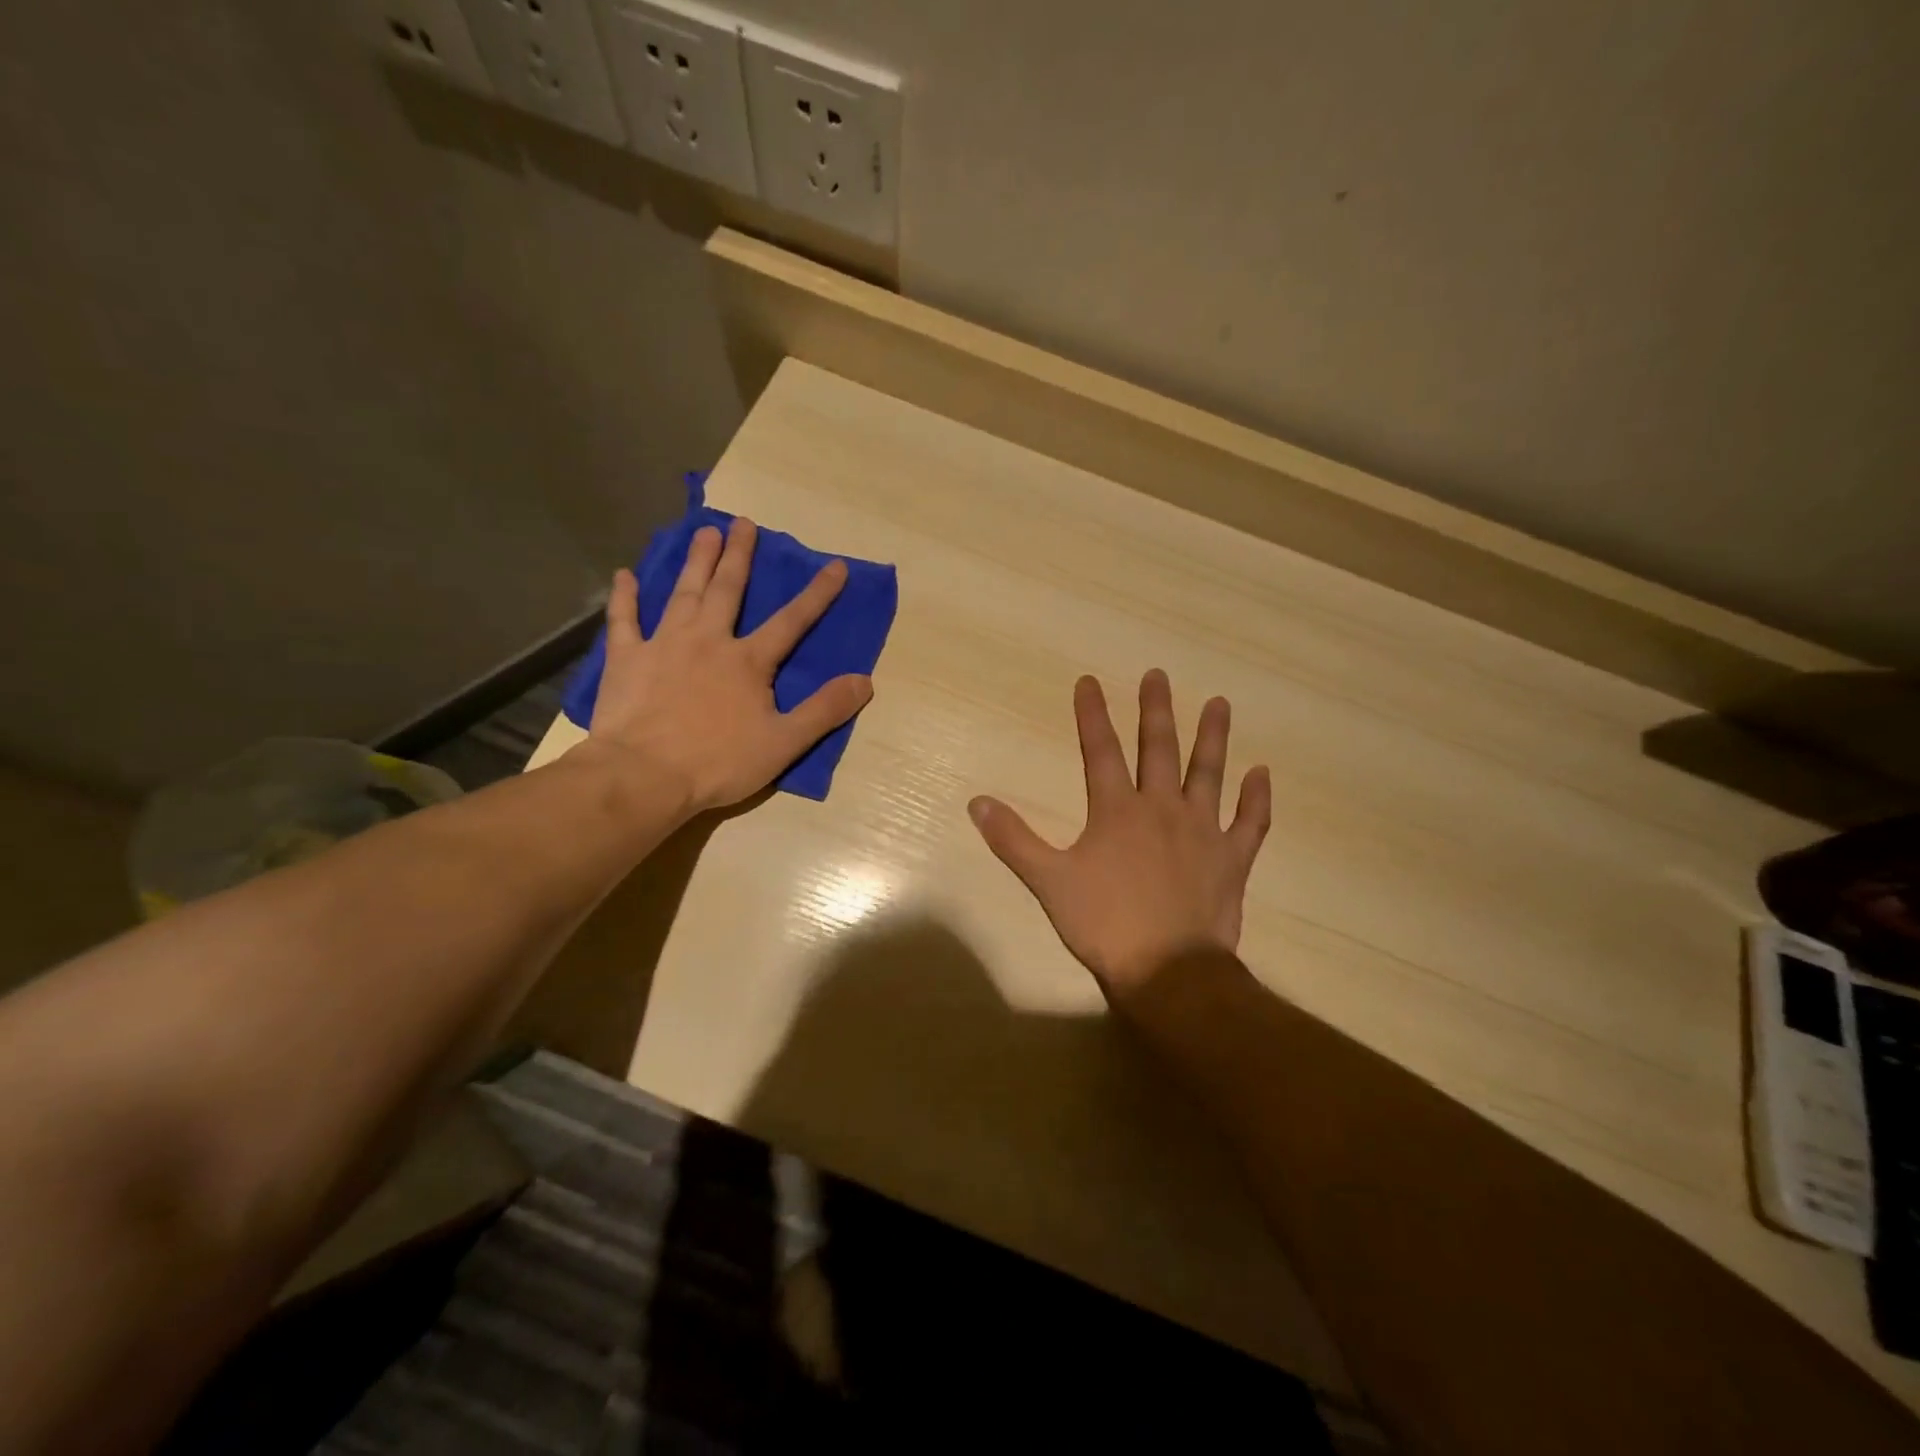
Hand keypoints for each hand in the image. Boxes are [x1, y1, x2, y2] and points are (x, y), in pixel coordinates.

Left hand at [586, 518, 873, 813]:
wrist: (644, 776)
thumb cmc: (718, 763)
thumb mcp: (784, 743)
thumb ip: (824, 710)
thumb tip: (864, 681)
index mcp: (748, 661)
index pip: (791, 621)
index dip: (816, 594)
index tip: (835, 565)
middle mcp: (708, 640)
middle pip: (727, 590)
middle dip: (739, 556)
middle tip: (744, 523)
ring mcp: (664, 645)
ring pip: (683, 594)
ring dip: (696, 562)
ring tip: (704, 532)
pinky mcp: (627, 659)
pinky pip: (624, 620)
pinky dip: (625, 597)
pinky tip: (625, 575)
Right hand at [969, 670, 1270, 1002]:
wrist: (1167, 970)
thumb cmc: (1103, 924)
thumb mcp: (1048, 882)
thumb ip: (1014, 840)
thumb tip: (978, 802)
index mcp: (1116, 811)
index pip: (1099, 750)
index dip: (1092, 714)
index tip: (1089, 681)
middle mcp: (1162, 808)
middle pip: (1158, 749)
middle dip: (1155, 710)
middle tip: (1158, 675)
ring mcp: (1202, 831)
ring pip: (1208, 773)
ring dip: (1212, 737)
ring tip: (1219, 702)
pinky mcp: (1231, 859)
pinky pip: (1250, 822)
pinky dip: (1257, 798)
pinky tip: (1262, 774)